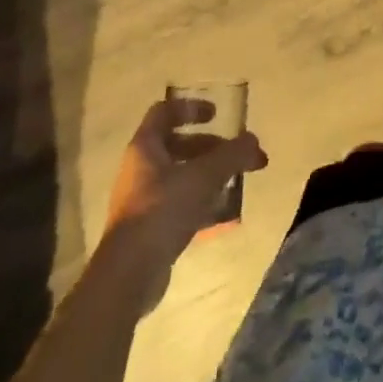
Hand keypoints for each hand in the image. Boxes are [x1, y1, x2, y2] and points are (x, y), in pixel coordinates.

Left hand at [102, 98, 267, 308]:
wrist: (129, 274)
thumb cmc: (163, 210)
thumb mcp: (204, 176)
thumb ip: (232, 155)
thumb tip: (253, 140)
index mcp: (145, 147)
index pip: (165, 111)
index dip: (191, 107)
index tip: (217, 114)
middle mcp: (140, 168)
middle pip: (178, 144)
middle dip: (212, 147)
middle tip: (240, 156)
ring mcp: (142, 200)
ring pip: (180, 175)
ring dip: (208, 174)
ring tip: (235, 183)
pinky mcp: (148, 228)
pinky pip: (178, 203)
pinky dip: (200, 201)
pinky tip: (222, 213)